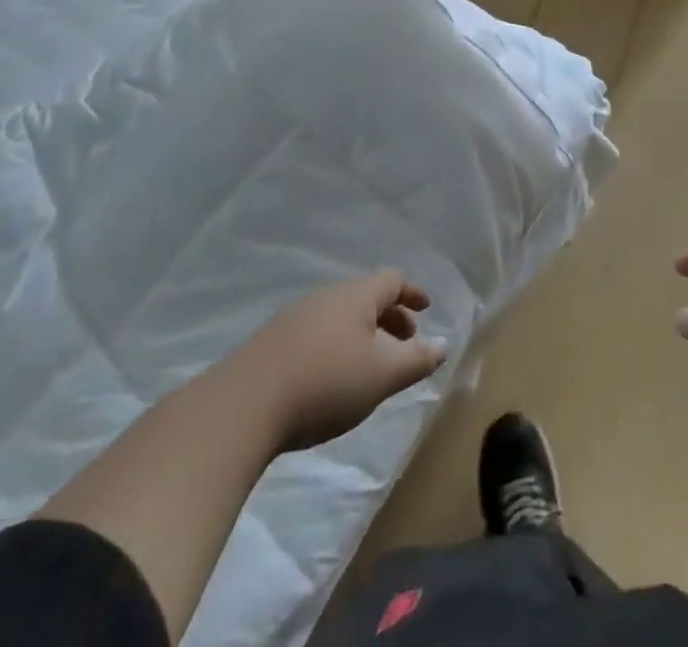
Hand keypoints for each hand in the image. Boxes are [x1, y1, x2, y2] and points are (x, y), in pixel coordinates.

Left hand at [242, 270, 447, 453]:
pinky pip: (319, 332)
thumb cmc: (325, 383)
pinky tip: (333, 375)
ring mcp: (296, 317)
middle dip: (390, 315)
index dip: (412, 293)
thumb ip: (416, 360)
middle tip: (406, 341)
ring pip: (341, 315)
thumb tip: (443, 344)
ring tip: (371, 364)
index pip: (392, 280)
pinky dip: (338, 344)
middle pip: (366, 296)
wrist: (243, 406)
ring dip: (363, 332)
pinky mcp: (273, 342)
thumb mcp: (381, 376)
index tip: (426, 308)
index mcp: (356, 296)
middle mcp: (327, 297)